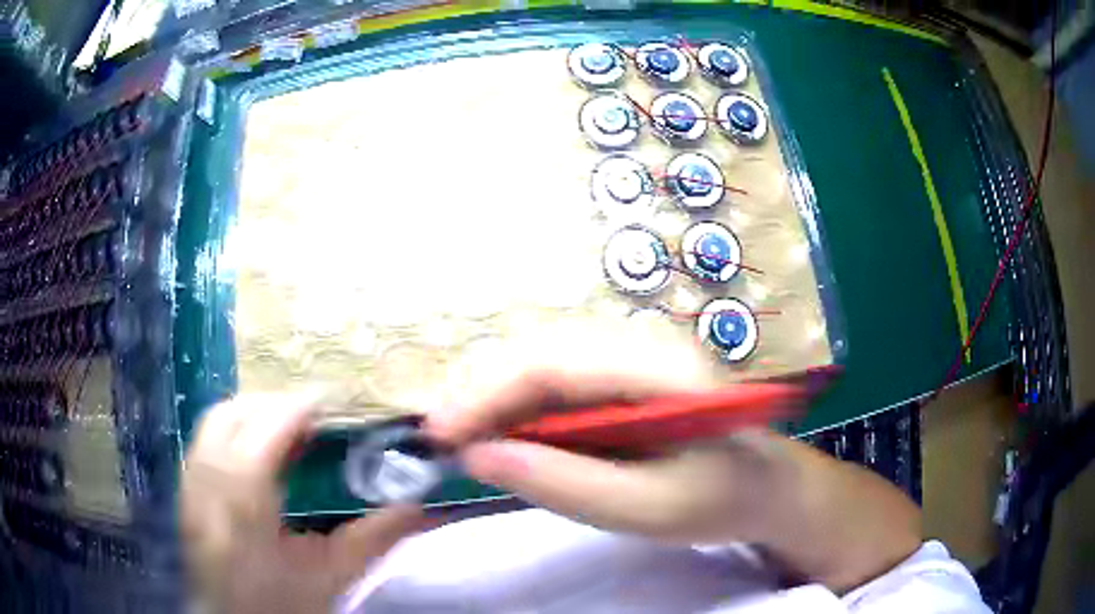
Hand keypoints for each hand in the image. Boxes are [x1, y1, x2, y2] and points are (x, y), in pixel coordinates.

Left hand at [182, 392, 423, 613]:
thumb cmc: (282, 605)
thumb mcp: (333, 576)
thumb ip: (376, 537)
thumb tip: (421, 506)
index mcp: (244, 502)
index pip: (268, 428)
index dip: (303, 406)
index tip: (338, 401)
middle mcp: (207, 481)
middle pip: (235, 413)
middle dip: (276, 404)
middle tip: (314, 419)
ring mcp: (190, 483)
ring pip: (216, 420)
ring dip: (254, 414)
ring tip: (288, 432)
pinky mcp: (186, 490)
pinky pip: (207, 440)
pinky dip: (236, 431)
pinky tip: (259, 455)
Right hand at [423, 322, 920, 590]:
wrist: (770, 485)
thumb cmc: (722, 499)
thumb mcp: (650, 509)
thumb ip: (566, 484)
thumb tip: (478, 458)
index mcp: (659, 368)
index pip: (553, 363)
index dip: (486, 394)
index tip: (439, 437)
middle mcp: (642, 345)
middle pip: (539, 352)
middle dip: (480, 393)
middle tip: (440, 440)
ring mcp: (633, 356)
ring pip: (542, 362)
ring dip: (495, 398)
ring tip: (460, 439)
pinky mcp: (625, 376)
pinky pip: (558, 380)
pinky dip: (520, 407)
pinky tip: (503, 434)